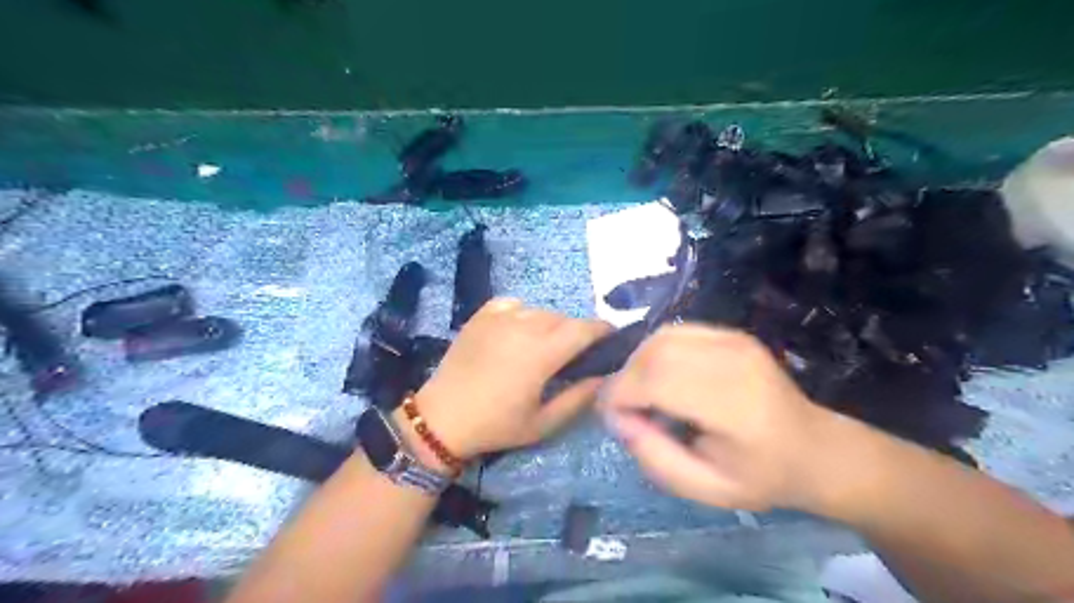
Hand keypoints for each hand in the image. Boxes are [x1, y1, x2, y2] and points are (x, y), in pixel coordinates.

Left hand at [413, 299, 610, 458]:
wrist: (442, 417)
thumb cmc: (496, 425)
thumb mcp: (543, 423)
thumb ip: (579, 398)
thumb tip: (605, 377)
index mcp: (542, 352)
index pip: (584, 329)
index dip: (603, 331)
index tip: (611, 340)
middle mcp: (524, 326)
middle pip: (564, 319)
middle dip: (576, 333)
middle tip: (573, 355)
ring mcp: (500, 317)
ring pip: (540, 311)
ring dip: (551, 325)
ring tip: (543, 346)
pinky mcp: (481, 315)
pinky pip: (514, 304)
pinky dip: (524, 314)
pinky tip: (518, 332)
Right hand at [603, 325, 828, 512]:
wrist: (813, 448)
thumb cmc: (760, 476)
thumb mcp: (705, 489)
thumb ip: (654, 457)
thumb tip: (616, 418)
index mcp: (733, 406)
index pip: (658, 380)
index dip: (622, 393)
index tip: (611, 416)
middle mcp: (734, 362)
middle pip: (655, 352)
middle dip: (626, 377)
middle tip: (625, 409)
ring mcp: (735, 341)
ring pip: (661, 337)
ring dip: (638, 362)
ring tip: (642, 394)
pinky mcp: (731, 333)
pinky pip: (676, 332)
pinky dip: (656, 351)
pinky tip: (661, 377)